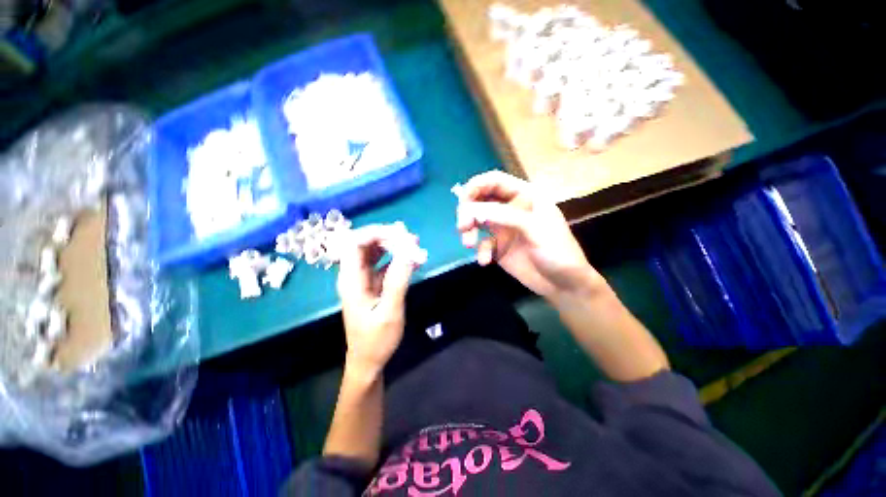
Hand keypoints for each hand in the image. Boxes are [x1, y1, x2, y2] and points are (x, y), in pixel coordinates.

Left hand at [336, 224, 424, 375]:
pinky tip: (412, 258)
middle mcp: (354, 275)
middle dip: (387, 237)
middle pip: (365, 244)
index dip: (375, 233)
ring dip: (393, 245)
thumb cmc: (377, 339)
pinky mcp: (373, 283)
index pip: (355, 243)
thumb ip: (398, 281)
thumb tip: (409, 251)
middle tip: (412, 239)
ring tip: (414, 243)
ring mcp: (363, 279)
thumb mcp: (390, 312)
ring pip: (374, 252)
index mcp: (351, 280)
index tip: (400, 233)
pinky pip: (383, 263)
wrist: (369, 360)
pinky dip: (397, 258)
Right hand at [456, 171, 603, 298]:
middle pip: (481, 200)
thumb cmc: (558, 251)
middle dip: (468, 211)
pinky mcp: (499, 247)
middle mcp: (511, 209)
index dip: (476, 186)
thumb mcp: (535, 229)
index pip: (495, 181)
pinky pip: (482, 243)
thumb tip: (472, 209)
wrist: (564, 285)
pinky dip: (480, 251)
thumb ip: (505, 216)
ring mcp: (504, 228)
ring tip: (468, 244)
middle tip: (462, 226)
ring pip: (477, 220)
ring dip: (469, 230)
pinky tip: (485, 261)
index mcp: (525, 196)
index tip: (463, 201)